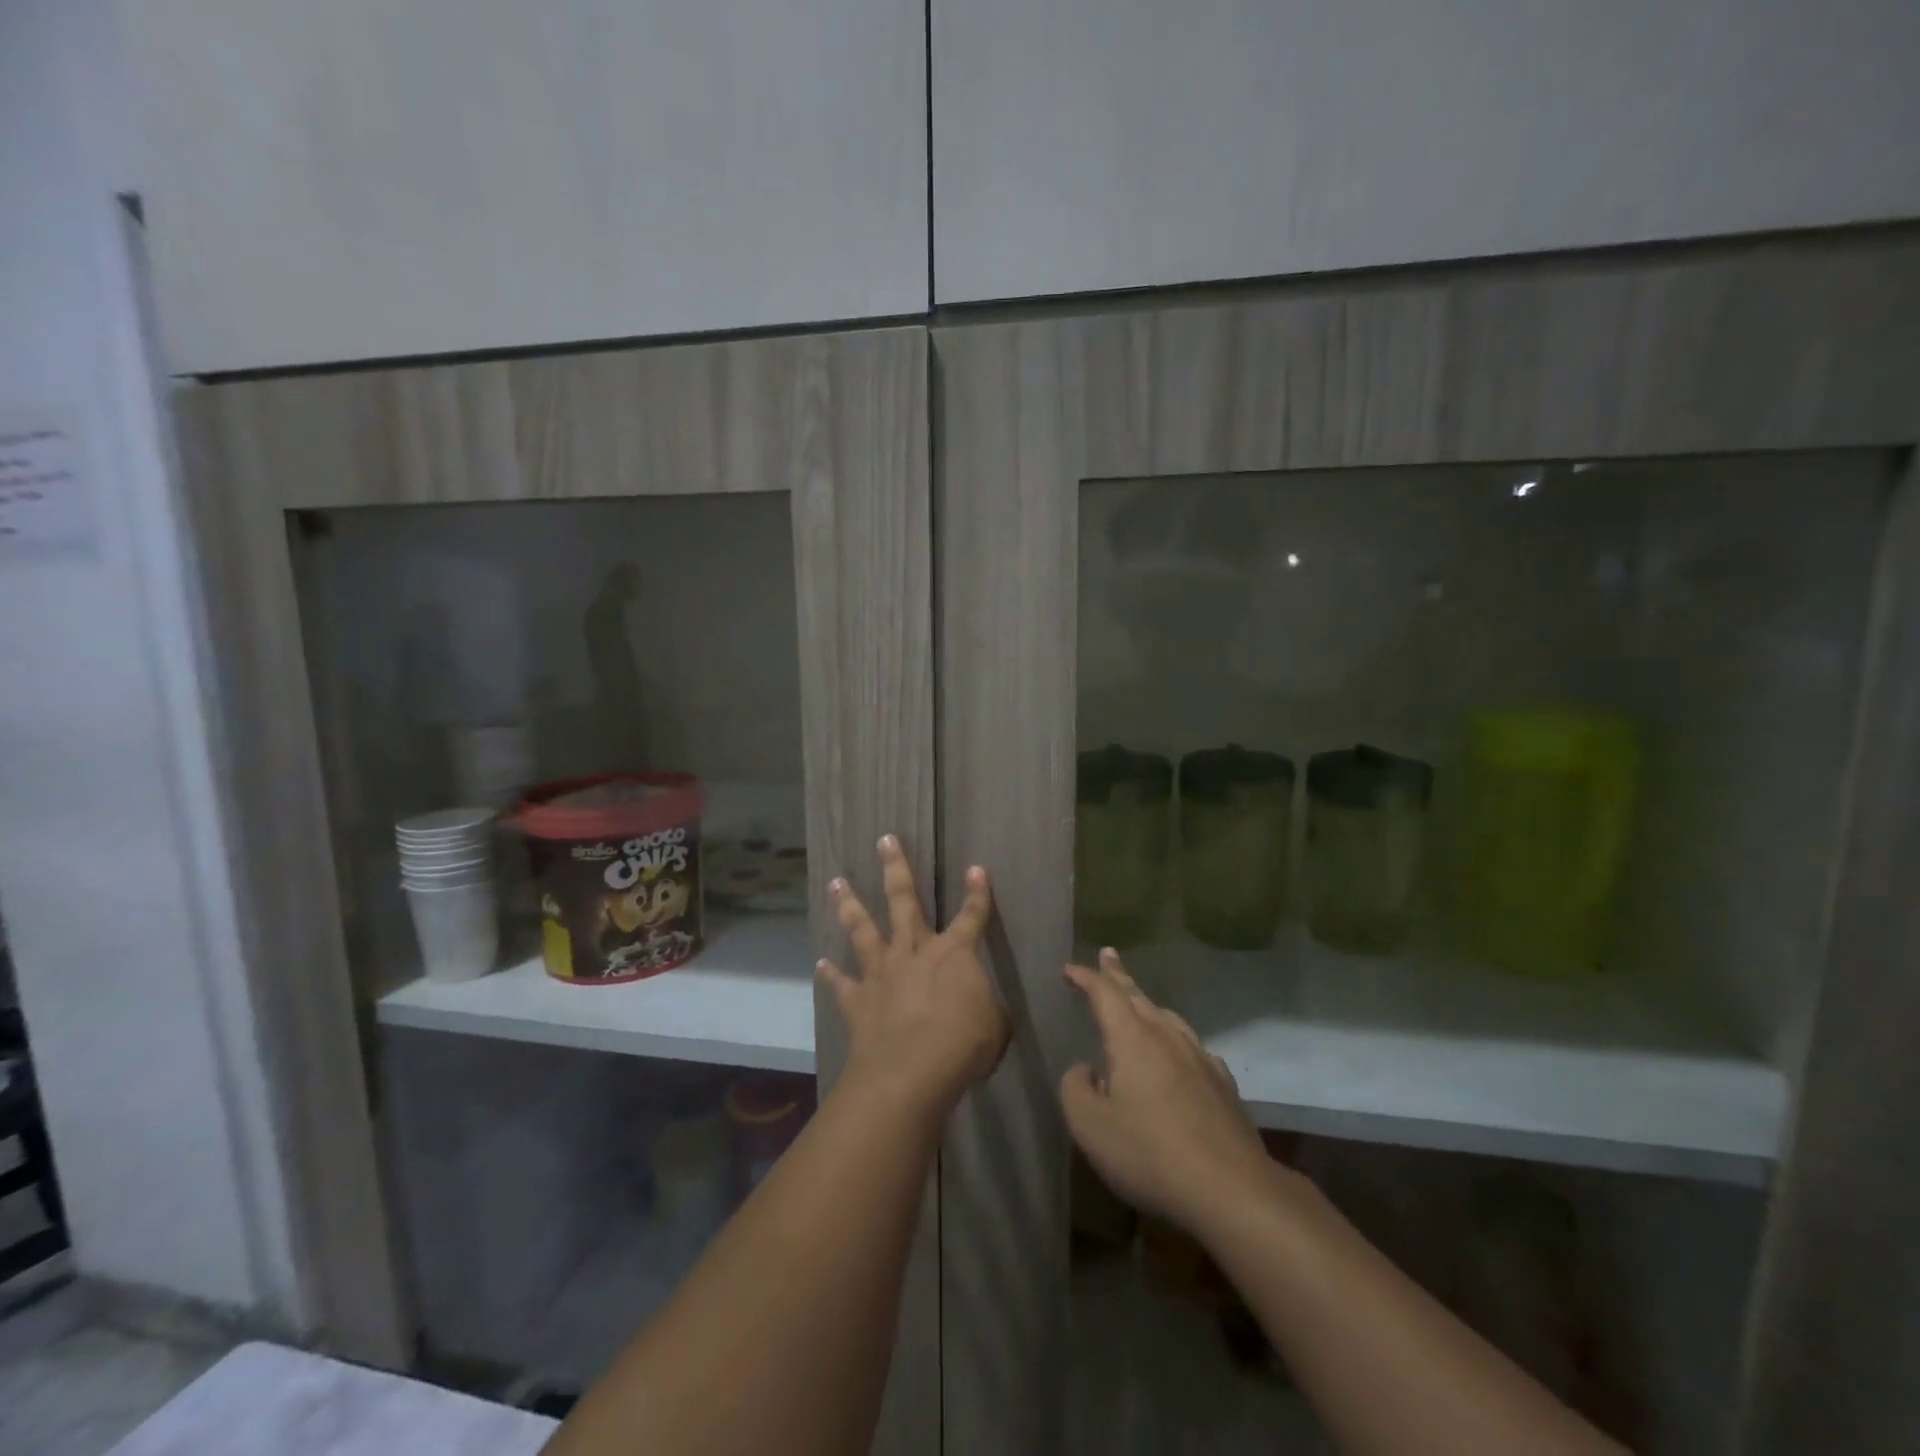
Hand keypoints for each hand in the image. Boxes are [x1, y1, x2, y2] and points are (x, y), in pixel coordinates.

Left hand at [818, 836, 1009, 1115]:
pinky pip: (841, 983)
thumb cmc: (964, 1044)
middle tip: (885, 840)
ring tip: (837, 883)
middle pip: (904, 900)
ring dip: (850, 905)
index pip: (972, 916)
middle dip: (896, 868)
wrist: (912, 1070)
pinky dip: (830, 974)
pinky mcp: (859, 1000)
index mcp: (955, 954)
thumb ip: (989, 1011)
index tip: (976, 869)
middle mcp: (914, 951)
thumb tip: (986, 1012)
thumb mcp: (995, 1028)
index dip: (977, 893)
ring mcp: (882, 972)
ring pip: (863, 930)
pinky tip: (820, 964)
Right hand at [1061, 949, 1275, 1231]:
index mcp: (1132, 1038)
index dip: (1085, 978)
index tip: (1069, 970)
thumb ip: (1076, 1088)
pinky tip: (1179, 1054)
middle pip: (1138, 996)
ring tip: (1137, 1001)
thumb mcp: (1089, 1126)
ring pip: (1168, 1018)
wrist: (1232, 1189)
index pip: (1104, 993)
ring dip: (1147, 1004)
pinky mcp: (1222, 1085)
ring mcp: (1200, 1058)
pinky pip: (1191, 1046)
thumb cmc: (1150, 1153)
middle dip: (1118, 975)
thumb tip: (1087, 1070)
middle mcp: (1167, 1037)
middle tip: (1108, 954)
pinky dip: (1174, 1039)